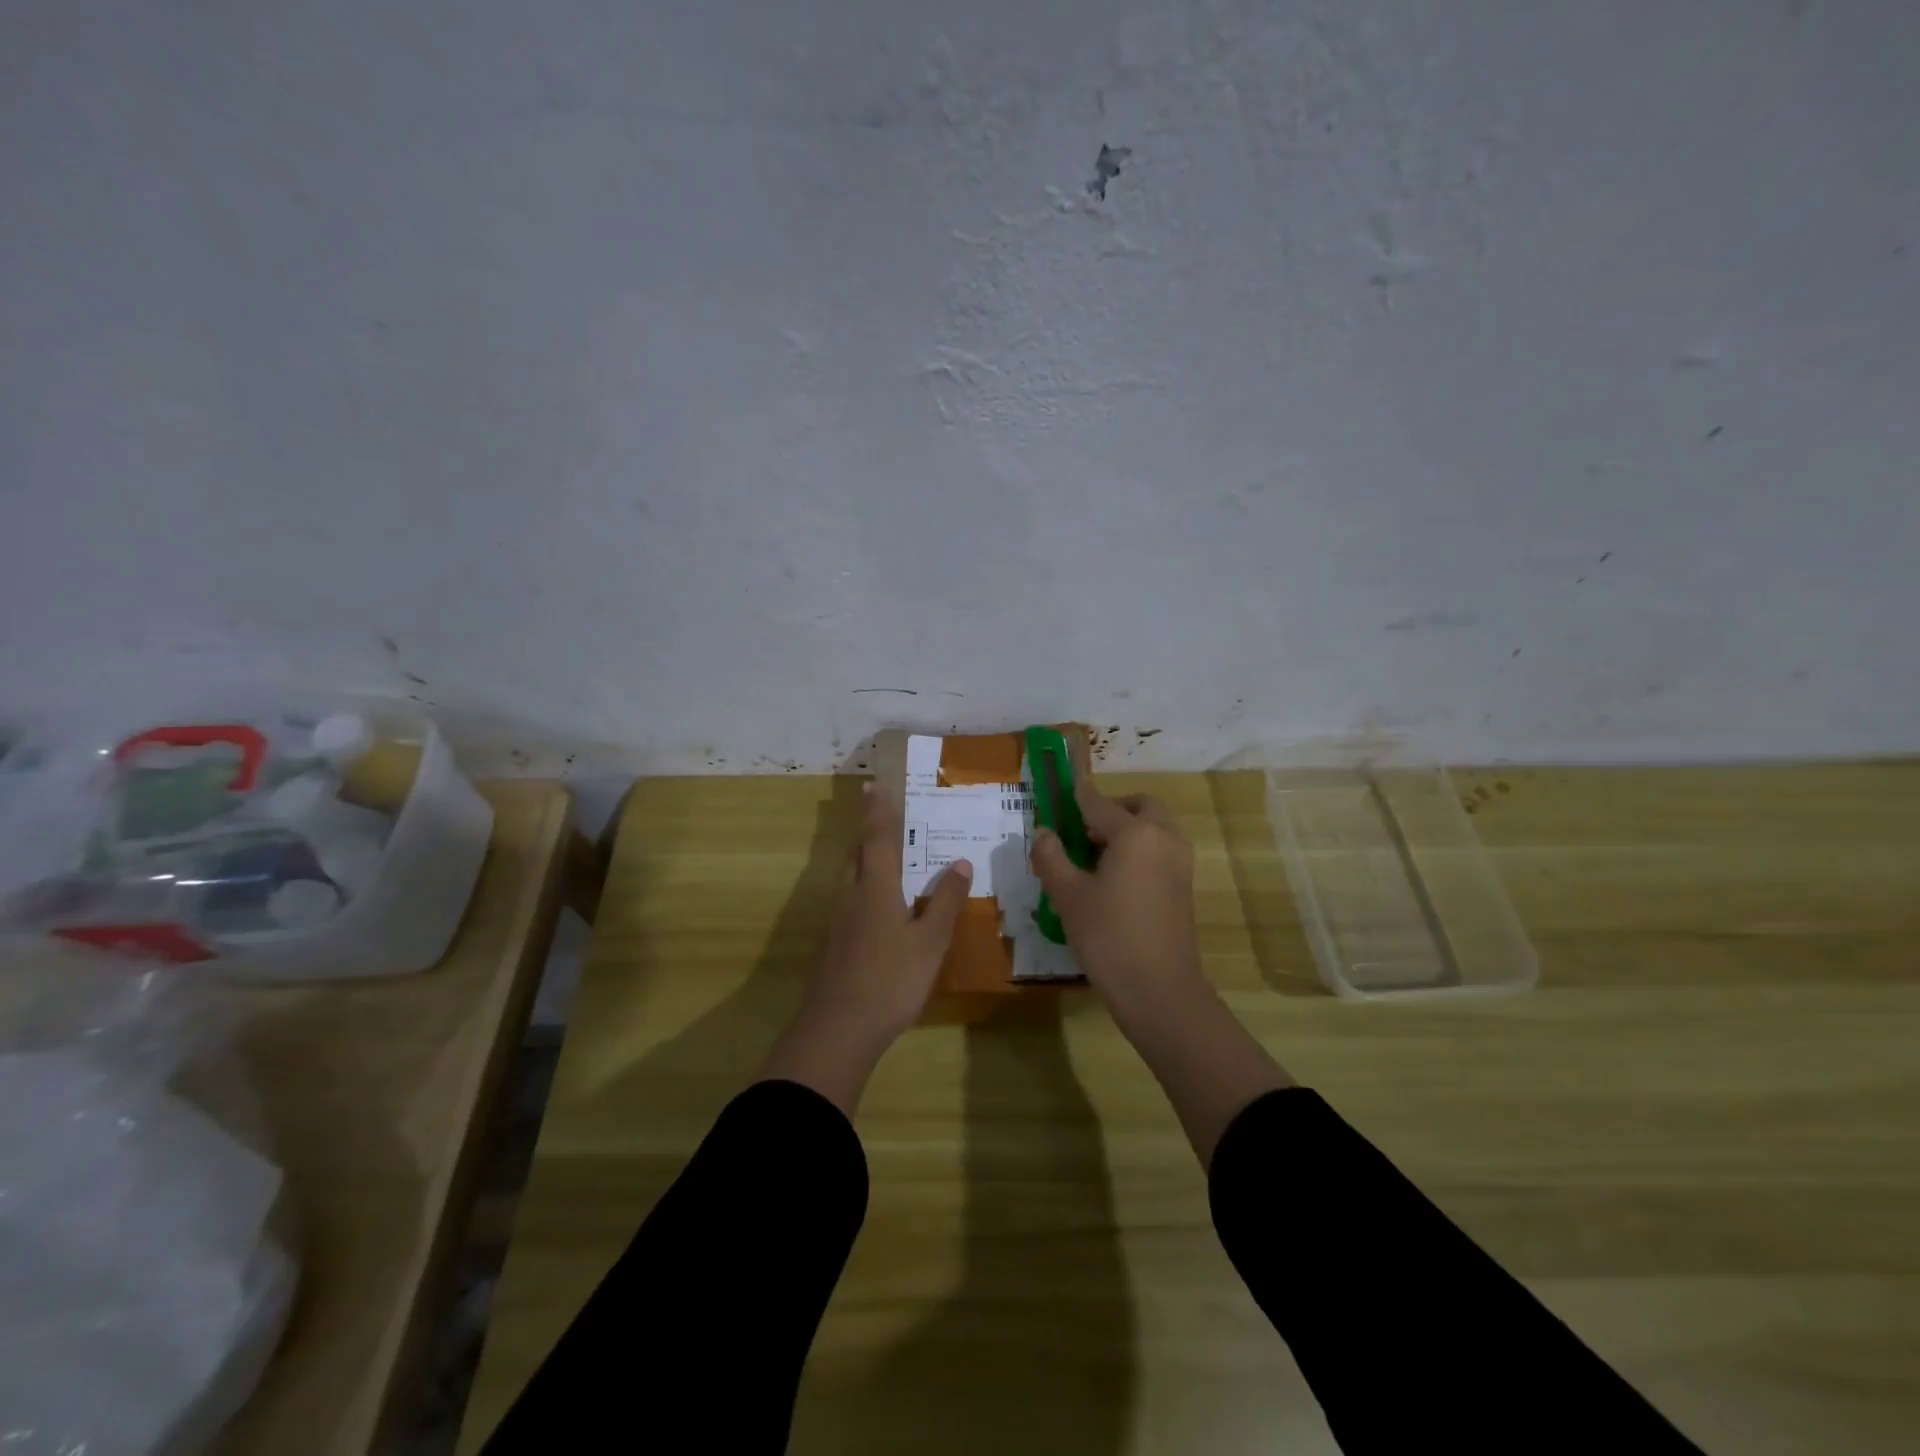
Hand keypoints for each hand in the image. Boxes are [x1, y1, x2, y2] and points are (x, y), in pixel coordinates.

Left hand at [808, 782, 972, 1042]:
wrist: (839, 1029)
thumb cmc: (891, 979)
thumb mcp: (931, 941)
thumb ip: (945, 901)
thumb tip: (959, 862)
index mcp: (875, 887)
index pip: (877, 837)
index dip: (877, 810)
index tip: (873, 784)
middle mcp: (851, 895)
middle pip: (858, 854)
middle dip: (870, 834)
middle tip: (887, 822)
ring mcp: (838, 921)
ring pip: (851, 879)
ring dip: (866, 862)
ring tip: (889, 862)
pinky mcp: (834, 945)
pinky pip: (851, 902)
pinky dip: (865, 891)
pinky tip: (881, 911)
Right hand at [1032, 779, 1290, 1164]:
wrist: (1161, 991)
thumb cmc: (1109, 937)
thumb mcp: (1068, 895)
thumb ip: (1051, 857)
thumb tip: (1043, 833)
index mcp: (1135, 832)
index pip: (1097, 802)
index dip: (1074, 796)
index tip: (1057, 790)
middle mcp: (1164, 837)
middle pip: (1137, 806)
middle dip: (1110, 810)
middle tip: (1081, 834)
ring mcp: (1180, 862)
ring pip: (1153, 828)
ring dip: (1126, 830)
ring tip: (1093, 860)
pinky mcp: (1184, 885)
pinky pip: (1160, 850)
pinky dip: (1139, 850)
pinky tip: (1113, 881)